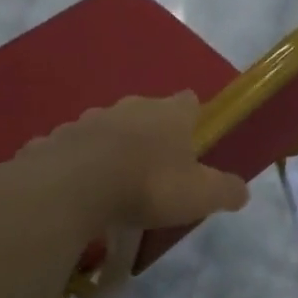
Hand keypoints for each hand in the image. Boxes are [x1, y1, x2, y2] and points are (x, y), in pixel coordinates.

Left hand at [28, 93, 249, 231]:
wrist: (74, 187)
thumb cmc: (149, 184)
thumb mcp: (200, 195)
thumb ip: (226, 190)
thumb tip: (242, 191)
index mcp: (170, 113)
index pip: (189, 102)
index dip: (192, 118)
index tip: (193, 140)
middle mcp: (131, 107)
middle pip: (146, 113)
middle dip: (151, 134)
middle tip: (155, 169)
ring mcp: (89, 119)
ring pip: (107, 128)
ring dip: (113, 148)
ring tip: (115, 183)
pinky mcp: (55, 139)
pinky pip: (72, 149)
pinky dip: (78, 164)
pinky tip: (78, 190)